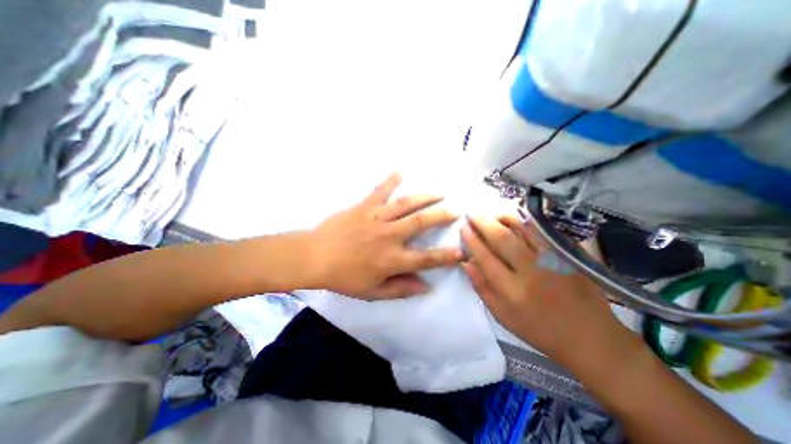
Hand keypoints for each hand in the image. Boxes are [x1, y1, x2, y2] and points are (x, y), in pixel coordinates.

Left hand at [310, 171, 464, 297]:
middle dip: (442, 215)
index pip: (426, 259)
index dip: (446, 256)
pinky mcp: (364, 206)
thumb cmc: (344, 277)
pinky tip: (402, 169)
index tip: (461, 251)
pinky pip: (380, 190)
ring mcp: (377, 218)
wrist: (314, 257)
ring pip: (406, 204)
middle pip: (422, 223)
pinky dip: (391, 179)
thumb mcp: (372, 292)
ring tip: (440, 191)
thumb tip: (426, 286)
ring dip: (426, 196)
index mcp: (391, 259)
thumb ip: (400, 289)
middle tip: (456, 210)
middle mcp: (389, 236)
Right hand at [461, 215, 637, 371]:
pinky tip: (516, 216)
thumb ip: (481, 287)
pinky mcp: (569, 256)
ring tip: (491, 211)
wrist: (590, 338)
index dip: (472, 240)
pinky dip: (527, 221)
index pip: (485, 257)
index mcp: (512, 290)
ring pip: (524, 230)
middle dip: (484, 223)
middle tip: (472, 213)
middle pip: (502, 239)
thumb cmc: (538, 329)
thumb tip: (466, 262)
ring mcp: (553, 261)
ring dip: (504, 217)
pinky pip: (543, 232)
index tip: (463, 227)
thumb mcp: (502, 315)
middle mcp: (531, 272)